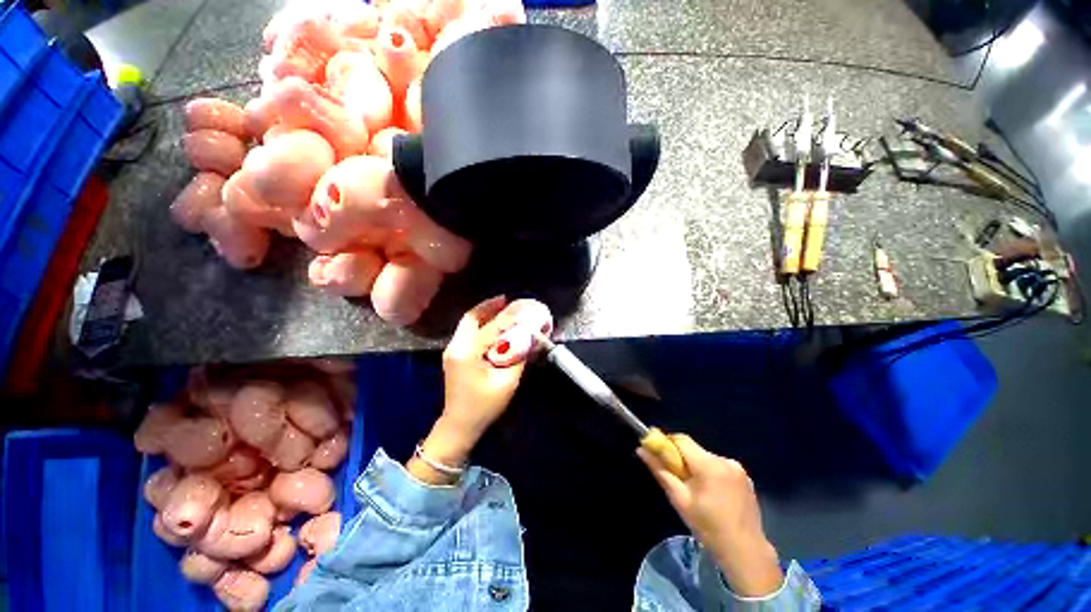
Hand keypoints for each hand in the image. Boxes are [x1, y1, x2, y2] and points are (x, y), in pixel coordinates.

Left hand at [409, 297, 528, 484]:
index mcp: (467, 353)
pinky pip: (467, 331)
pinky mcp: (455, 354)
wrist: (459, 425)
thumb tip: (529, 337)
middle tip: (507, 299)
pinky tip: (493, 323)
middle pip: (472, 317)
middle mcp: (456, 346)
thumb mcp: (506, 382)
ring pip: (468, 322)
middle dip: (490, 306)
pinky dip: (480, 322)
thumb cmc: (484, 406)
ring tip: (502, 305)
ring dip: (484, 312)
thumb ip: (518, 357)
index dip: (511, 317)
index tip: (525, 308)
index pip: (492, 328)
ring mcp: (452, 350)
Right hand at [638, 435, 783, 596]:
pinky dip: (711, 473)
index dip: (667, 444)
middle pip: (694, 449)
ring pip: (706, 457)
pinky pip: (719, 466)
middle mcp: (724, 460)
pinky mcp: (745, 477)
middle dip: (682, 459)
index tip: (660, 457)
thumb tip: (641, 450)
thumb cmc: (708, 527)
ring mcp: (737, 468)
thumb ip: (660, 471)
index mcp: (708, 465)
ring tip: (697, 491)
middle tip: (678, 480)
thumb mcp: (679, 500)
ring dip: (697, 467)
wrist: (746, 552)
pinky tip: (713, 494)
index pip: (681, 439)